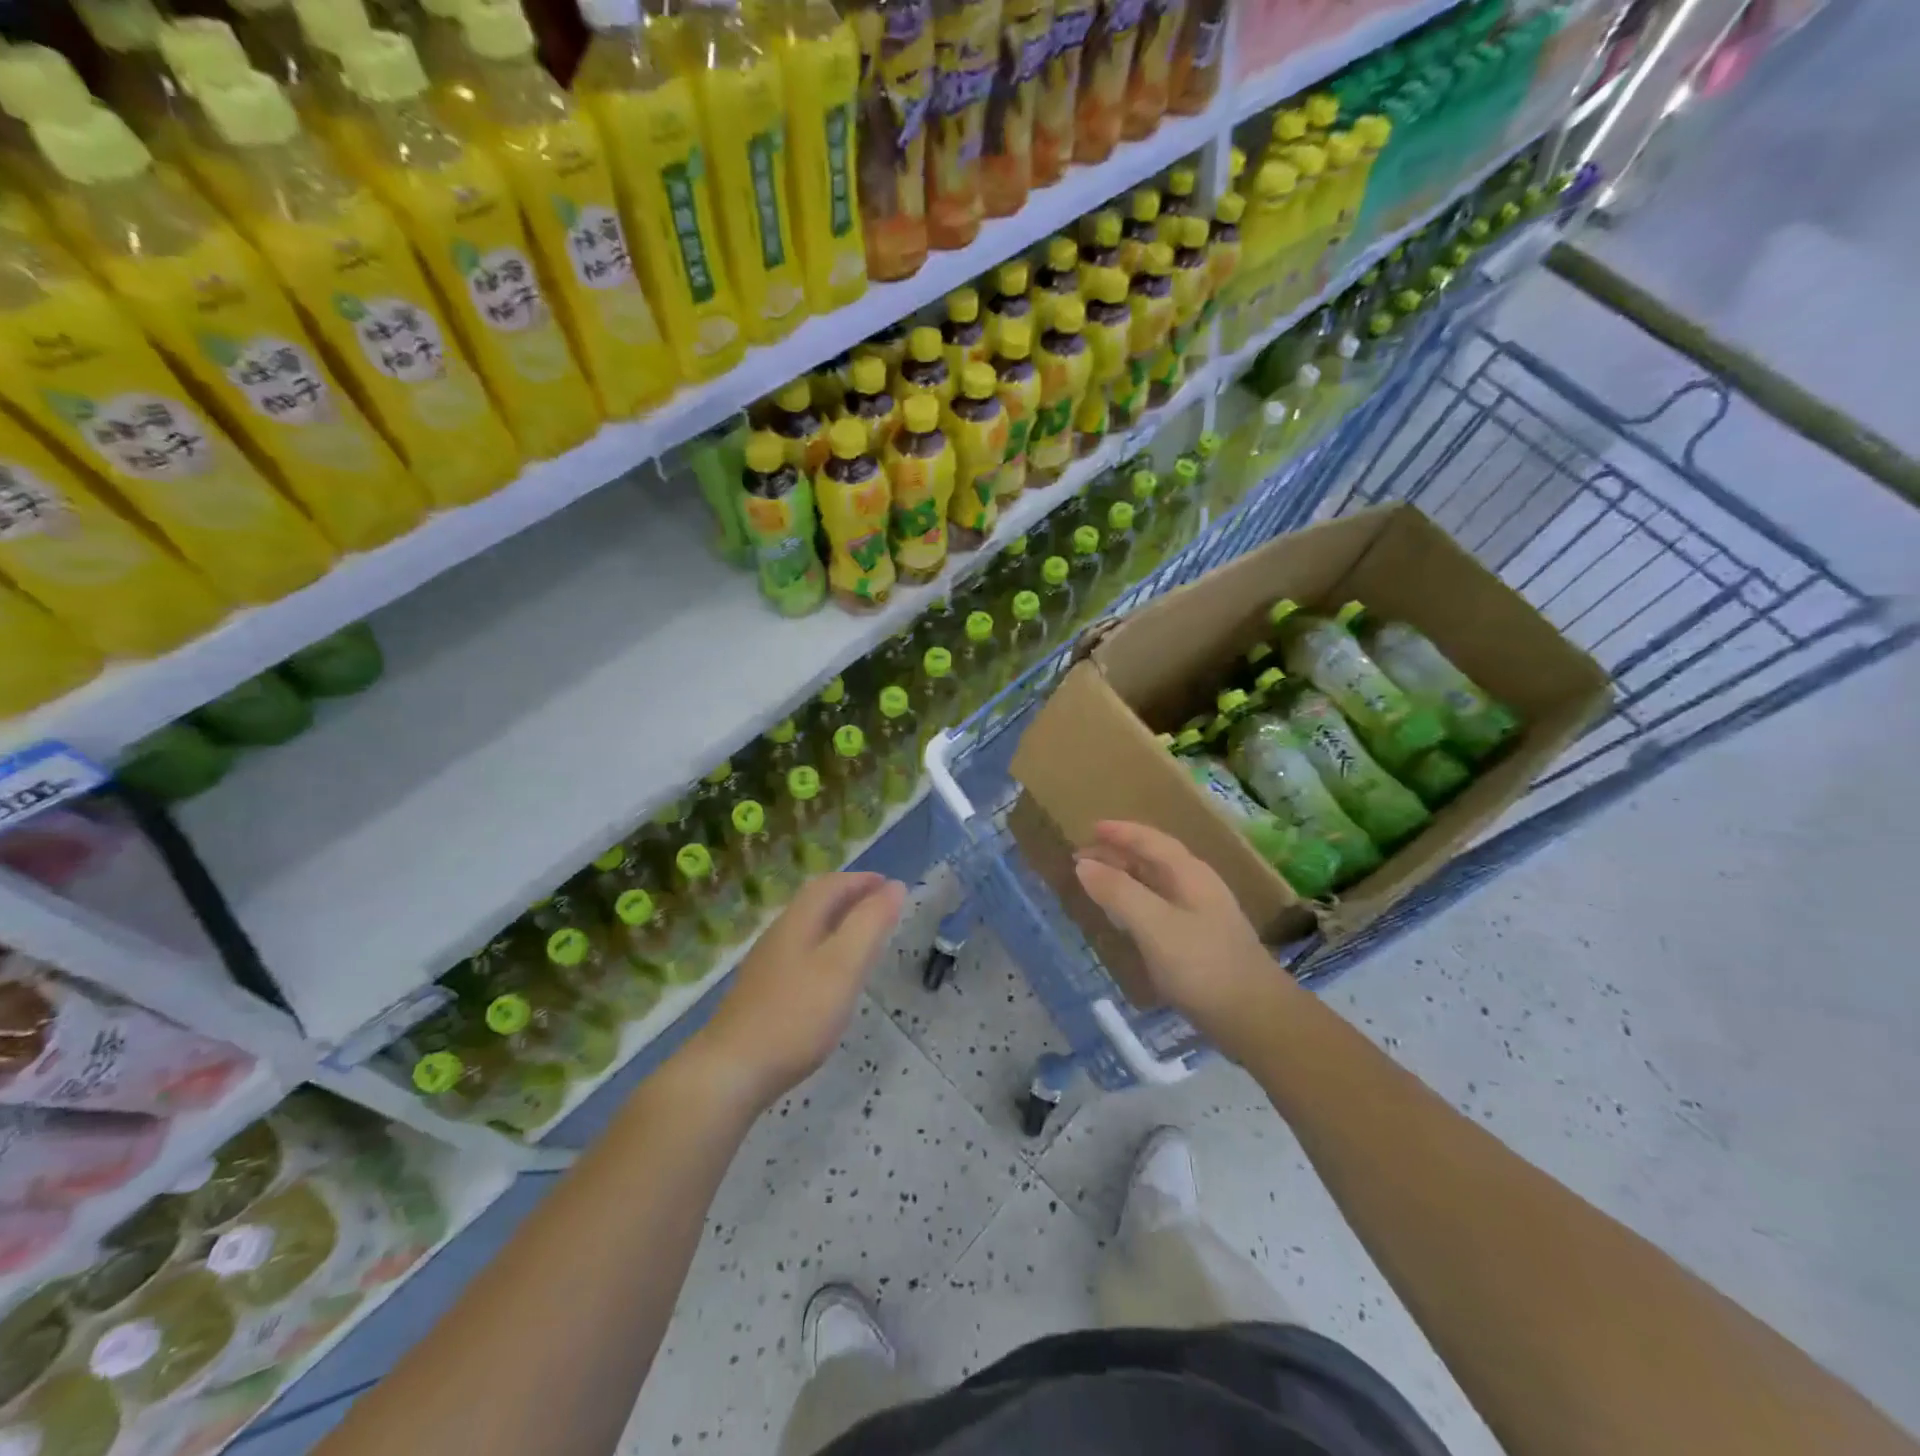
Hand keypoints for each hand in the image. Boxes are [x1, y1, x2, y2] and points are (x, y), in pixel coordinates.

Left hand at [694, 872, 905, 1106]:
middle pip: (815, 902)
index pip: (831, 885)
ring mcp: (767, 964)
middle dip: (849, 896)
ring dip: (837, 922)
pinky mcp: (762, 992)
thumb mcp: (843, 966)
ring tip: (863, 936)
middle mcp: (779, 934)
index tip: (890, 885)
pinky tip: (832, 975)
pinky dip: (825, 948)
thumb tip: (894, 887)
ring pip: (807, 928)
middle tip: (880, 905)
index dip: (861, 880)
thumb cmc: (796, 1015)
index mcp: (798, 921)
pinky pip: (801, 953)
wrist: (731, 1071)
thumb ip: (870, 924)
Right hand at [1073, 820, 1293, 1059]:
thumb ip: (1118, 892)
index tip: (1090, 828)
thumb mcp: (1155, 925)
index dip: (1121, 832)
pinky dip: (1136, 903)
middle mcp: (1198, 888)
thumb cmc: (1203, 966)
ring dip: (1126, 878)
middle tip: (1082, 859)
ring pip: (1157, 884)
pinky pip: (1160, 908)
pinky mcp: (1200, 943)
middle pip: (1154, 860)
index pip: (1151, 841)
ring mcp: (1202, 916)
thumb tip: (1084, 864)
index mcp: (1189, 875)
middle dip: (1118, 854)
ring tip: (1097, 883)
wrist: (1256, 1019)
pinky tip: (1126, 920)